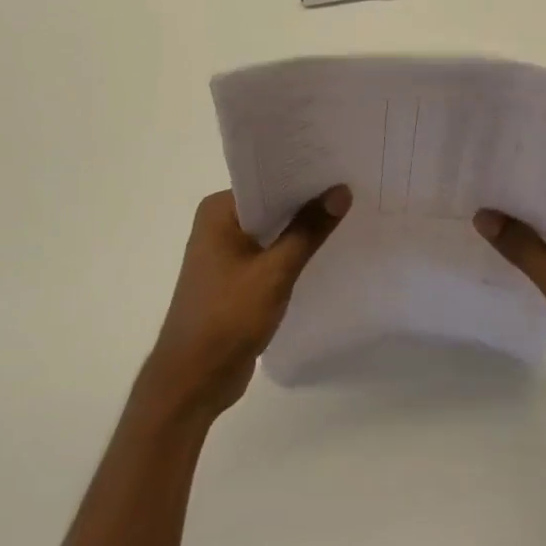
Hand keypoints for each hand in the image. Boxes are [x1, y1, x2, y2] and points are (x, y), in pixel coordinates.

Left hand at [143, 187, 350, 418]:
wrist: (193, 379)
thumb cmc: (227, 317)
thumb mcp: (275, 271)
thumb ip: (308, 230)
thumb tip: (340, 191)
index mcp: (218, 211)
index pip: (266, 180)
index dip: (302, 174)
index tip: (339, 166)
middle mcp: (218, 225)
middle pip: (271, 204)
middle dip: (307, 201)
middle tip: (352, 187)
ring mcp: (226, 254)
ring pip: (272, 232)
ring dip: (302, 229)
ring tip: (348, 213)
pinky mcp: (236, 279)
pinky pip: (270, 255)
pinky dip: (292, 253)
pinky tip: (325, 251)